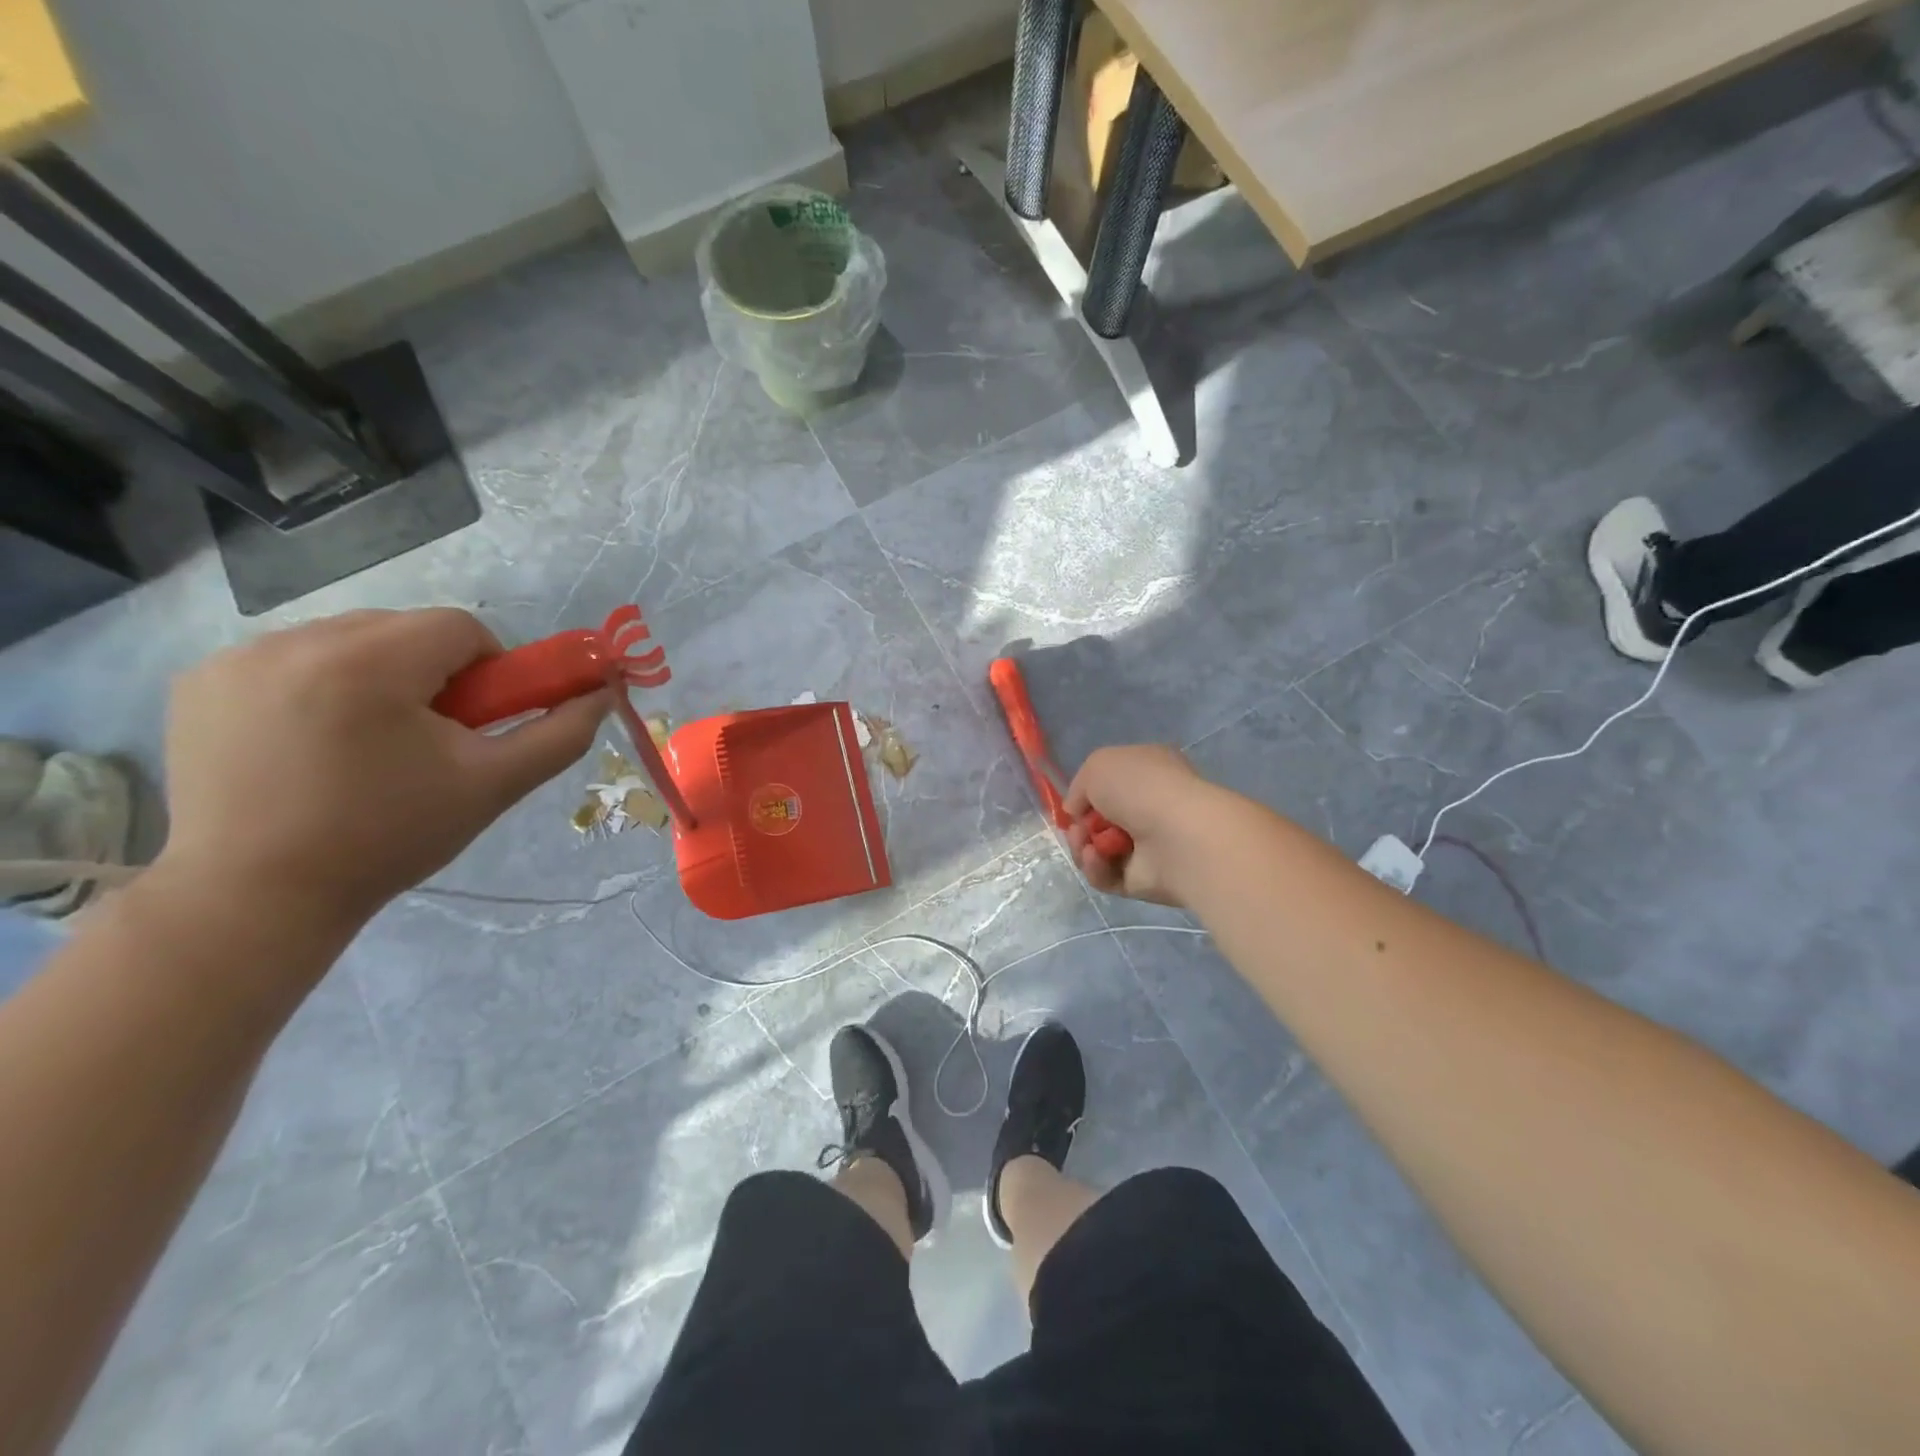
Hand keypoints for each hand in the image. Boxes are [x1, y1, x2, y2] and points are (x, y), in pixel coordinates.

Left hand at [159, 609, 605, 934]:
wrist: (256, 899)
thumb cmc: (389, 838)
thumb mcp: (493, 786)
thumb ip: (560, 734)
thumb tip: (603, 695)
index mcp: (368, 663)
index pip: (459, 627)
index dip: (487, 670)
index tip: (477, 722)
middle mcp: (295, 641)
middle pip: (403, 630)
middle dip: (432, 673)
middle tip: (429, 738)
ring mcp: (237, 658)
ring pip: (348, 641)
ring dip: (377, 677)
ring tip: (368, 745)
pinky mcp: (200, 681)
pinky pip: (291, 659)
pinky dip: (319, 686)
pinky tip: (313, 743)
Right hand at [1064, 744, 1217, 906]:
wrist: (1179, 835)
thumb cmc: (1142, 788)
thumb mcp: (1098, 765)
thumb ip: (1079, 787)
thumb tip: (1077, 812)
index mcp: (1148, 773)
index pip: (1112, 784)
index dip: (1088, 794)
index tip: (1074, 804)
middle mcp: (1150, 808)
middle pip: (1100, 821)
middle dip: (1081, 825)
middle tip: (1078, 828)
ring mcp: (1149, 846)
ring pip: (1099, 850)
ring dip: (1082, 846)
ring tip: (1085, 844)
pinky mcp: (1143, 880)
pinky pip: (1107, 876)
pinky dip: (1096, 868)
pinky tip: (1096, 858)